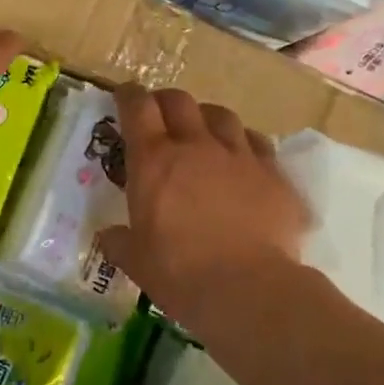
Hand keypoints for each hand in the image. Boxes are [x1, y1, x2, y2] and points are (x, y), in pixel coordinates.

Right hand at [97, 84, 308, 328]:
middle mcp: (196, 146)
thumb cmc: (179, 273)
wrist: (248, 288)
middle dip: (165, 101)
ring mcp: (239, 156)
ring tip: (203, 132)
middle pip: (180, 101)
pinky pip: (257, 142)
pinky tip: (242, 159)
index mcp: (153, 161)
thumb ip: (120, 242)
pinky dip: (244, 143)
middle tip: (160, 115)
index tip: (124, 95)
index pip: (137, 107)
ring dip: (206, 118)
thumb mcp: (136, 260)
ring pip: (221, 115)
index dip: (128, 95)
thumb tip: (109, 236)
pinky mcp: (274, 174)